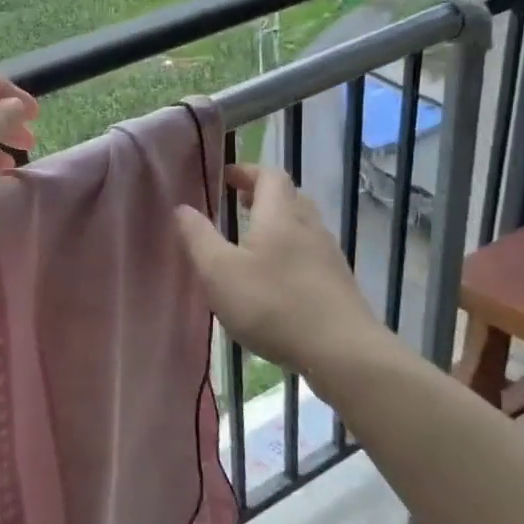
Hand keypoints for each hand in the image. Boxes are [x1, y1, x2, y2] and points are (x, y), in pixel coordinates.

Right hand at [174, 164, 401, 376]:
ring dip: (277, 224)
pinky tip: (276, 279)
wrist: (341, 351)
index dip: (247, 171)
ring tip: (252, 242)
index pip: (269, 176)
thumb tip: (182, 207)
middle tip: (237, 205)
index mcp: (280, 216)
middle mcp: (309, 227)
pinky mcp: (338, 284)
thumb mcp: (219, 272)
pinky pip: (311, 253)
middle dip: (262, 196)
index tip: (225, 177)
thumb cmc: (273, 305)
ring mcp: (329, 256)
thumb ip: (198, 237)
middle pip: (290, 197)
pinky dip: (290, 252)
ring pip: (302, 226)